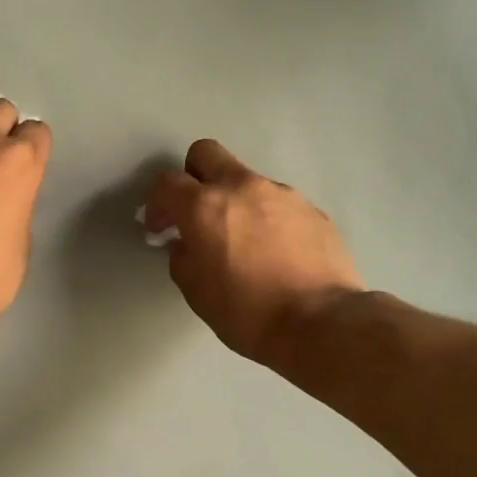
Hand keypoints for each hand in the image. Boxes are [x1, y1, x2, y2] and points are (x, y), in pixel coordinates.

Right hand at [144, 140, 363, 364]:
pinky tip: (275, 253)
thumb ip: (182, 257)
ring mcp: (282, 194)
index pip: (166, 183)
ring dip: (235, 202)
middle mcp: (242, 187)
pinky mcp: (311, 209)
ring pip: (246, 181)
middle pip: (206, 154)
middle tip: (196, 213)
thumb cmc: (246, 312)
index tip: (159, 229)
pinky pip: (277, 203)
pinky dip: (267, 219)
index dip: (156, 204)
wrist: (319, 323)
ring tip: (243, 242)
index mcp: (205, 206)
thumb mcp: (196, 292)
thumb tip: (186, 244)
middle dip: (193, 177)